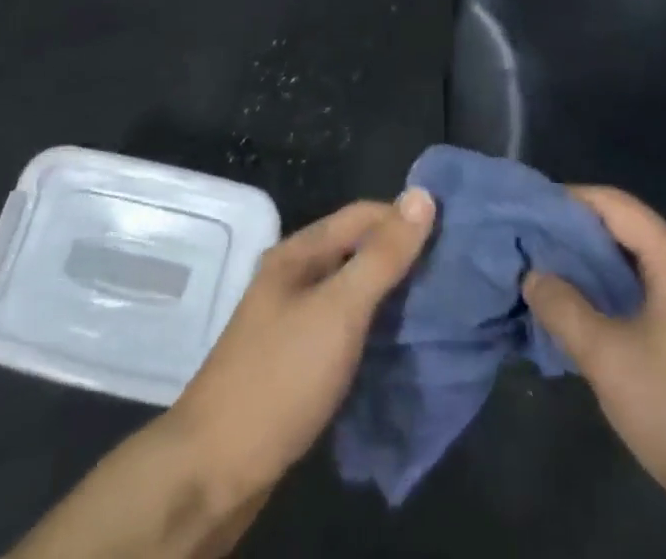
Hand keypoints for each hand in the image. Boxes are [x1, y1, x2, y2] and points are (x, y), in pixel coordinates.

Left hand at [169, 190, 436, 499]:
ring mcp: (292, 321)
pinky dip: (373, 330)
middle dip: (401, 259)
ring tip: (435, 311)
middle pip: (356, 251)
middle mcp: (294, 277)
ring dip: (389, 297)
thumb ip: (382, 256)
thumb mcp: (338, 311)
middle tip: (450, 278)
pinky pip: (344, 329)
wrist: (214, 470)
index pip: (362, 215)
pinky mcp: (296, 362)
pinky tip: (398, 348)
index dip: (404, 220)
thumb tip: (422, 195)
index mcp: (298, 252)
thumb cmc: (280, 377)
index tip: (451, 239)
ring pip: (351, 292)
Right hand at [524, 187, 665, 558]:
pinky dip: (610, 289)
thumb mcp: (607, 357)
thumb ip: (562, 307)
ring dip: (589, 265)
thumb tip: (533, 274)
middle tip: (527, 244)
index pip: (612, 203)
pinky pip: (644, 288)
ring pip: (632, 260)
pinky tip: (580, 309)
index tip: (526, 211)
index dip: (566, 200)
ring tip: (544, 274)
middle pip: (622, 227)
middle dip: (573, 234)